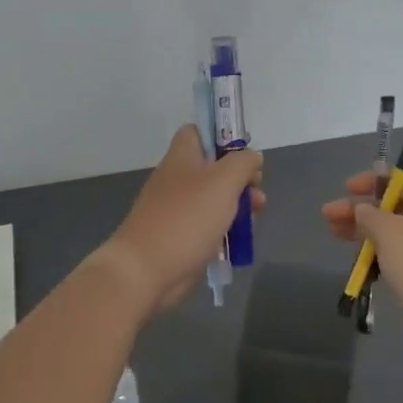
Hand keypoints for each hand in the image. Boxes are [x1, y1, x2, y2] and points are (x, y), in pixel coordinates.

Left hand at [96, 125, 264, 314]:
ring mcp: (177, 208)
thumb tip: (252, 156)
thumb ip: (242, 163)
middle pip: (213, 166)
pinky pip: (207, 223)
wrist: (146, 270)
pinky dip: (225, 227)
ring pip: (213, 196)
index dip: (222, 135)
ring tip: (257, 213)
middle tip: (256, 189)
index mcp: (182, 157)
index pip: (198, 131)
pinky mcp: (180, 235)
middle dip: (240, 175)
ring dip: (237, 202)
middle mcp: (177, 178)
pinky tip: (239, 237)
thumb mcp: (223, 181)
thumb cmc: (186, 218)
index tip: (244, 152)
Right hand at [321, 171, 402, 326]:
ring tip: (334, 235)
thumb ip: (370, 215)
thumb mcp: (389, 230)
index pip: (402, 178)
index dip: (375, 179)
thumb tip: (362, 209)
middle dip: (359, 208)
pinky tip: (359, 261)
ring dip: (362, 231)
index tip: (348, 188)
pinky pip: (396, 256)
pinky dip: (376, 254)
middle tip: (329, 216)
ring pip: (391, 233)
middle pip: (391, 206)